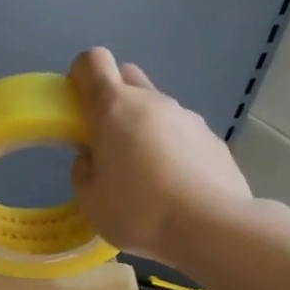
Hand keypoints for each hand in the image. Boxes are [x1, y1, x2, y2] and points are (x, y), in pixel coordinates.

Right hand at [68, 47, 255, 267]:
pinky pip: (181, 133)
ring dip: (143, 128)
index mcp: (113, 108)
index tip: (77, 106)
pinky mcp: (212, 138)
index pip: (92, 61)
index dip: (80, 76)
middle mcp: (151, 102)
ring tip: (145, 174)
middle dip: (112, 99)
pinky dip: (171, 149)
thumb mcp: (90, 200)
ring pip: (155, 108)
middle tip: (107, 140)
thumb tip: (92, 158)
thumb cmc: (139, 211)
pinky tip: (174, 186)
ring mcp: (187, 117)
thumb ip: (83, 171)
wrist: (213, 227)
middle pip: (126, 77)